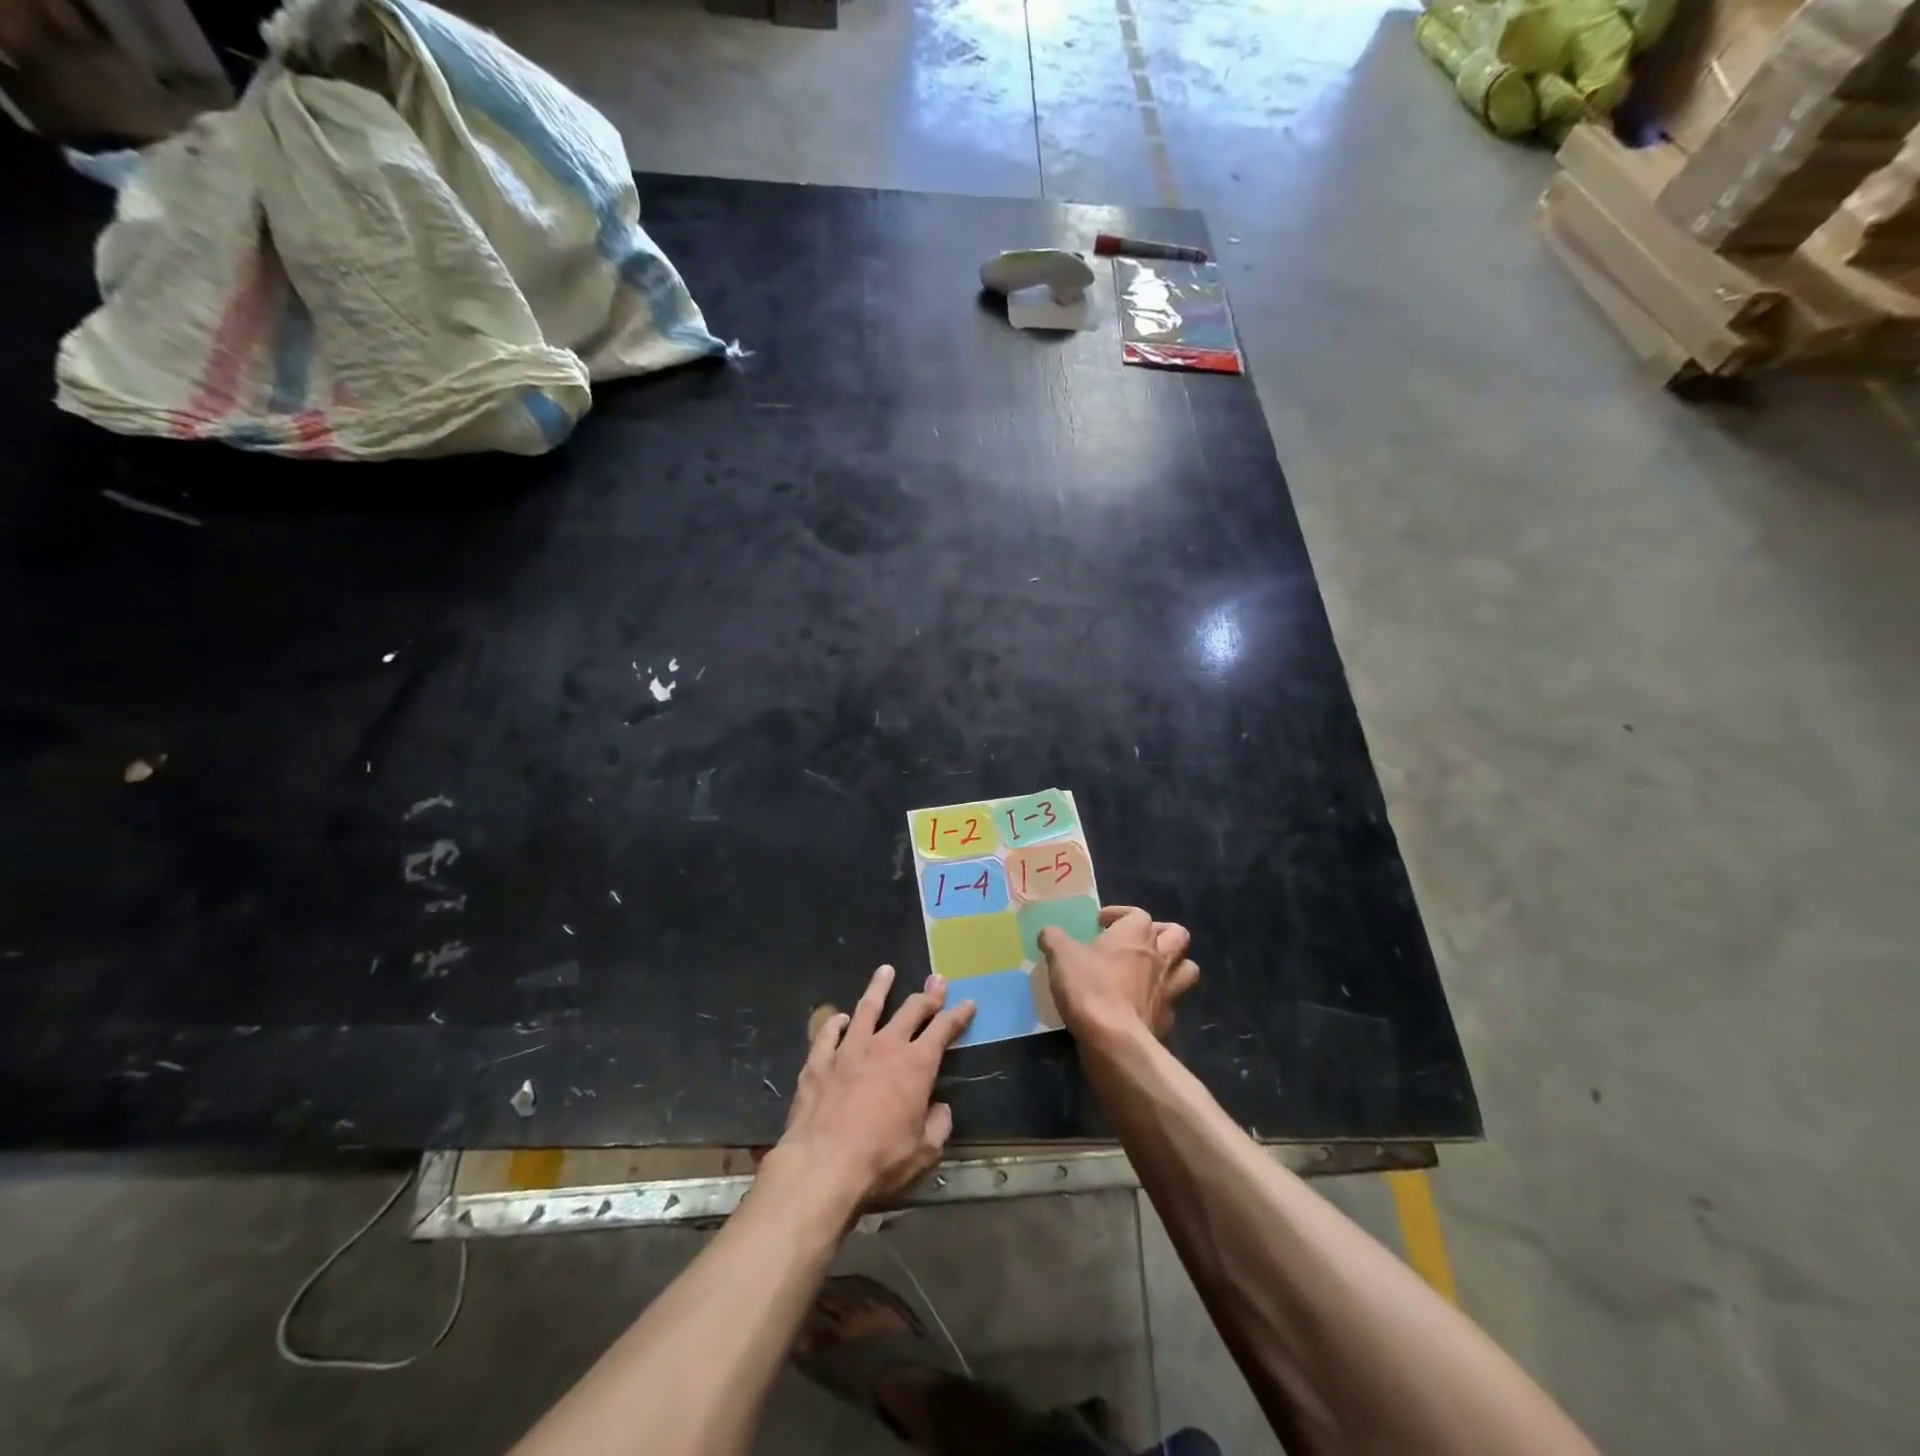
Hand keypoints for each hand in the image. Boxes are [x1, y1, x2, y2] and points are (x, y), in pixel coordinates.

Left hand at [775, 965, 975, 1206]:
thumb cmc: (880, 1158)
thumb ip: (938, 1126)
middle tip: (936, 980)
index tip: (967, 1003)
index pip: (943, 1030)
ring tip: (885, 970)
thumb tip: (940, 1109)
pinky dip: (836, 1023)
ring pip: (867, 1008)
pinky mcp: (819, 1060)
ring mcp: (849, 1049)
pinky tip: (840, 1018)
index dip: (958, 1015)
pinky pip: (829, 1033)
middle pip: (910, 1011)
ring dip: (879, 988)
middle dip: (927, 995)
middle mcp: (885, 1046)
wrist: (823, 1163)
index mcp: (916, 1065)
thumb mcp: (923, 1152)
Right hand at [1038, 906, 1197, 1043]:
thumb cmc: (1090, 987)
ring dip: (1174, 966)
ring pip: (1187, 968)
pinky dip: (1161, 1002)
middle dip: (1161, 934)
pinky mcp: (1168, 1020)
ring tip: (1150, 971)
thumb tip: (1049, 933)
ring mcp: (1169, 989)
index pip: (1137, 913)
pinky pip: (1172, 1004)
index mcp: (1136, 934)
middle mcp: (1159, 957)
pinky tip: (1141, 1007)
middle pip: (1177, 935)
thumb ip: (1054, 939)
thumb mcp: (1061, 956)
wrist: (1115, 1040)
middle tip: (1136, 942)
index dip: (1120, 914)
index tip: (1100, 923)